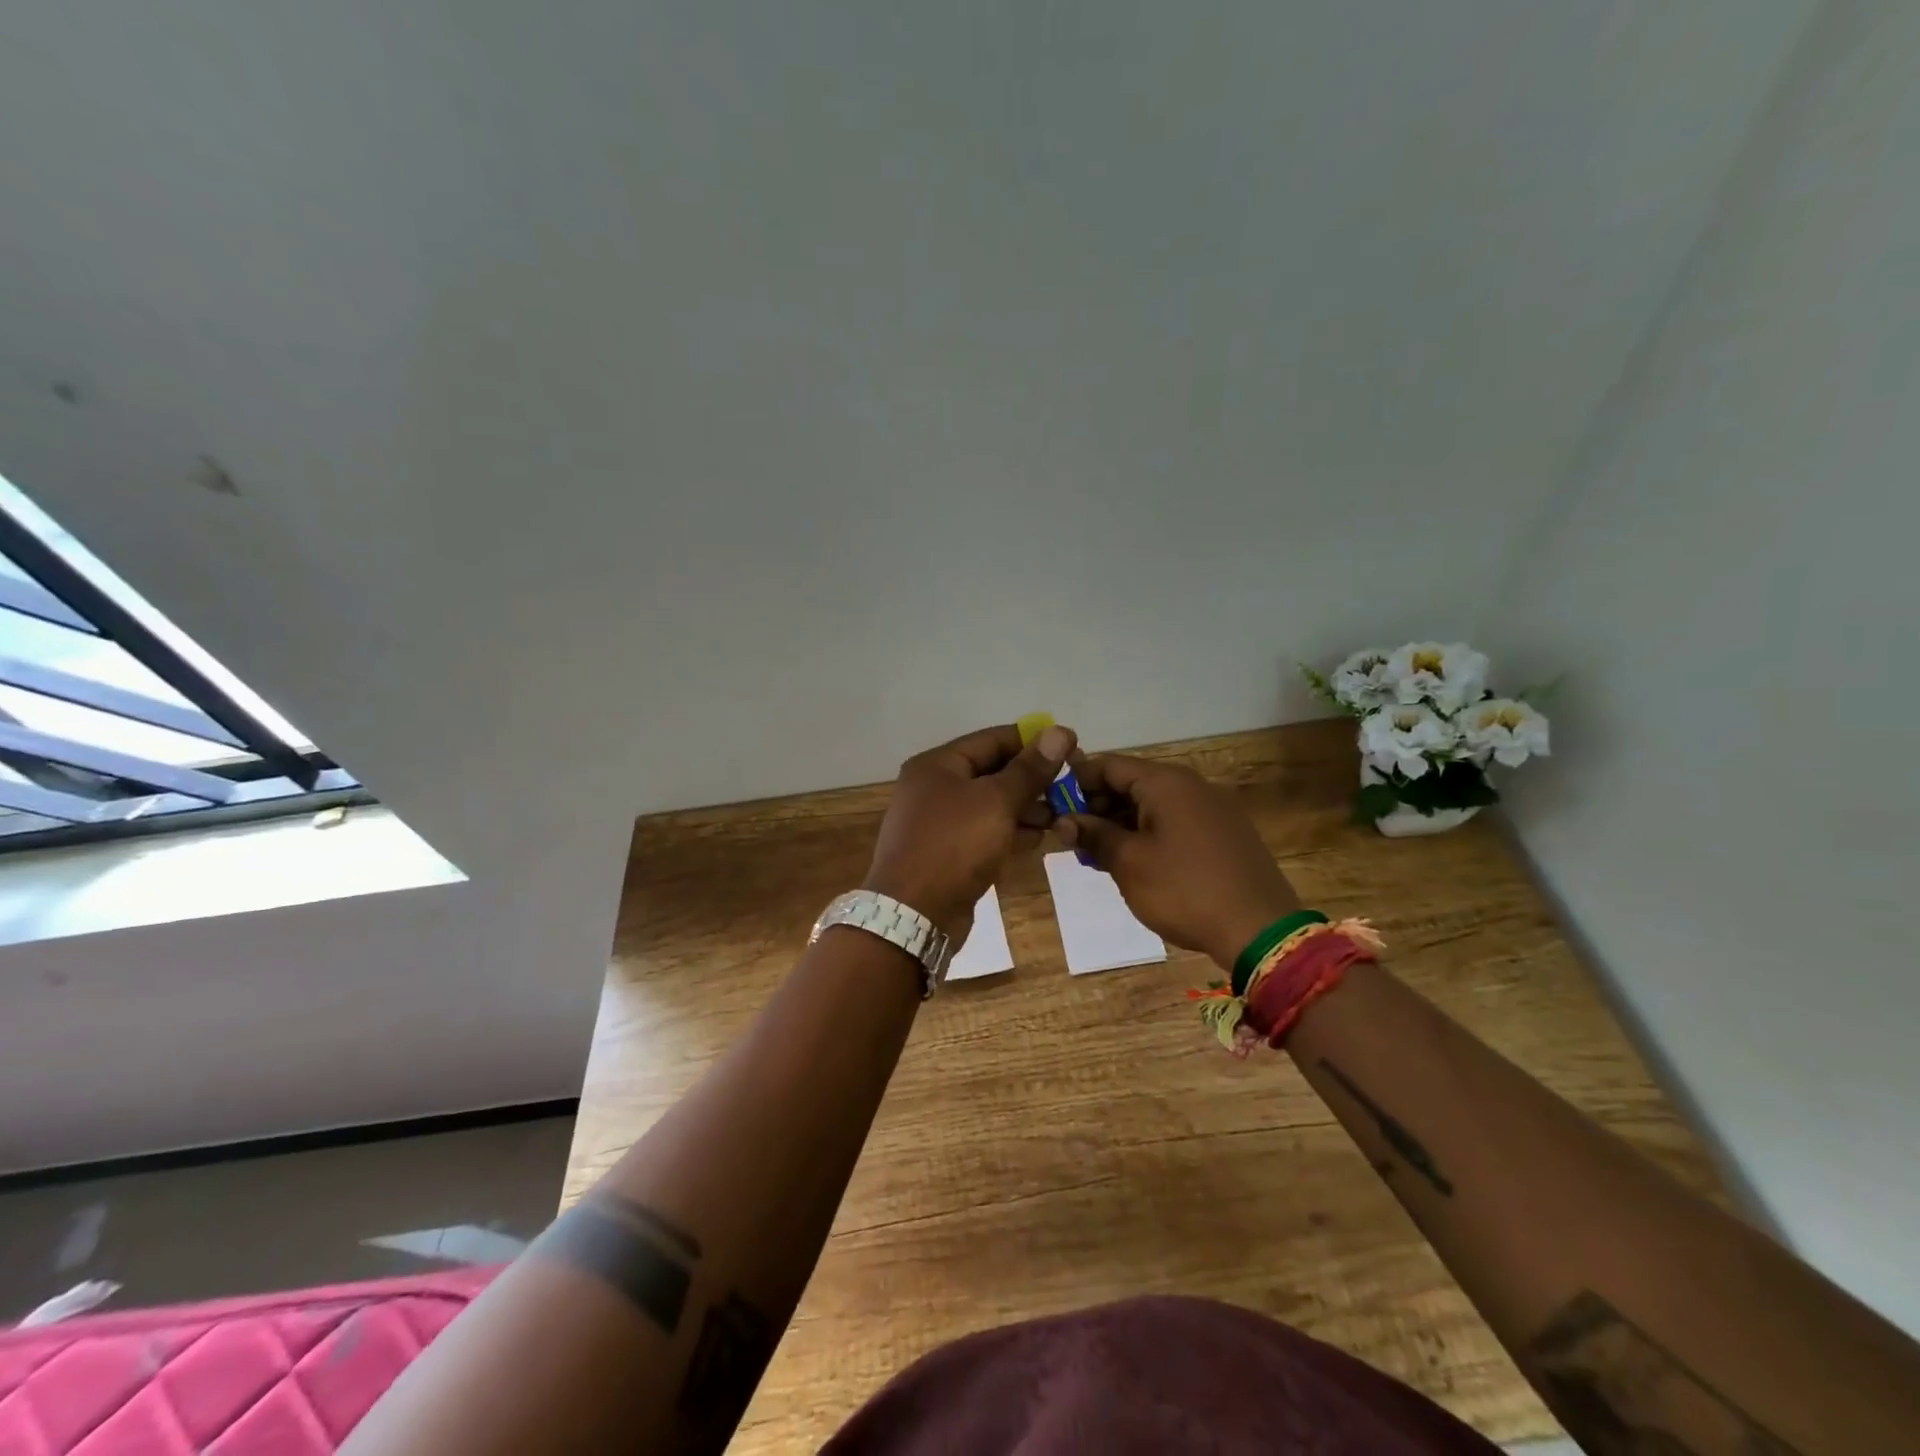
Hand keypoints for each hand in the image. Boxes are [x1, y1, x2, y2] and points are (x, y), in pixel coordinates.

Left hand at [864, 722, 1076, 941]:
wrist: (913, 915)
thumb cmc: (954, 846)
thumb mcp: (996, 801)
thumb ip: (1030, 769)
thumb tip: (1061, 731)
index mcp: (938, 764)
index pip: (993, 739)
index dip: (1033, 742)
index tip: (1072, 749)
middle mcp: (934, 787)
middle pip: (992, 772)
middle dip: (1032, 780)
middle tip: (1070, 788)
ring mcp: (939, 823)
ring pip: (991, 805)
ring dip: (1025, 808)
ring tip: (1060, 815)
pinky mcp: (947, 853)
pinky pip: (984, 832)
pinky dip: (1009, 832)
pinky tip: (1038, 839)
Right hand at [1057, 755, 1299, 968]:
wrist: (1260, 930)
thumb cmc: (1184, 889)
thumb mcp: (1129, 863)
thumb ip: (1094, 835)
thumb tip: (1065, 820)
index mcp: (1166, 783)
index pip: (1108, 765)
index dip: (1076, 783)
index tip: (1053, 807)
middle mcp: (1191, 785)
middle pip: (1132, 783)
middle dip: (1098, 807)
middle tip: (1073, 839)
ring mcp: (1213, 809)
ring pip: (1154, 805)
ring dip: (1122, 824)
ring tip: (1098, 855)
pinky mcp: (1225, 834)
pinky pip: (1176, 822)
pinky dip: (1149, 834)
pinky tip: (1135, 862)